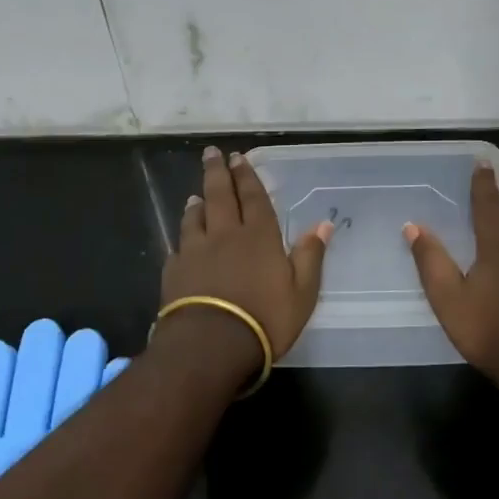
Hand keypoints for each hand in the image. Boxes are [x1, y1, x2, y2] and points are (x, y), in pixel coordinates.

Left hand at [161, 146, 333, 367]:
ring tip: (196, 194)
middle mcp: (225, 234)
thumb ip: (311, 255)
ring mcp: (196, 251)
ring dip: (198, 203)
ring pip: (195, 217)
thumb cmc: (264, 319)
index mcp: (259, 236)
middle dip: (218, 172)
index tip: (239, 157)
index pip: (254, 198)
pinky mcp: (175, 271)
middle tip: (212, 153)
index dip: (247, 176)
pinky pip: (179, 246)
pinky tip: (181, 239)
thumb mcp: (302, 292)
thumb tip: (324, 224)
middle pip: (220, 196)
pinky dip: (182, 236)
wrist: (210, 345)